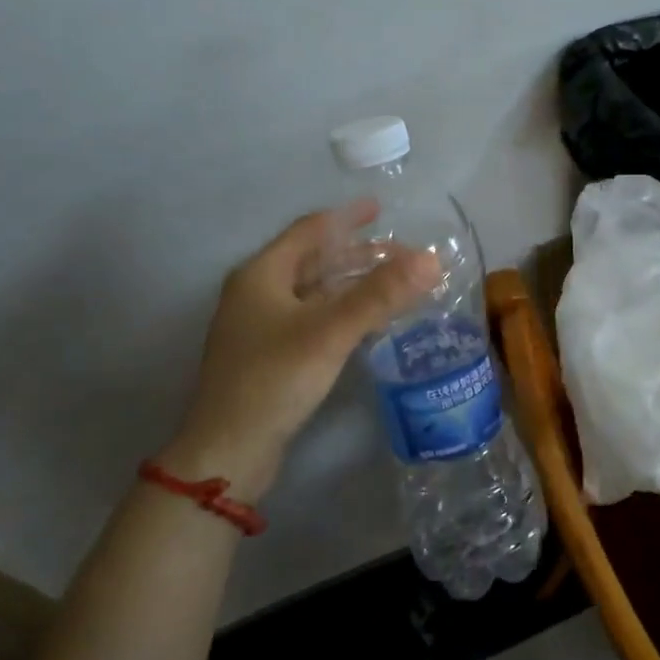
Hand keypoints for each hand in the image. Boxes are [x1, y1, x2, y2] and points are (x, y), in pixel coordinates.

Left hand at [162, 201, 439, 498]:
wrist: (228, 450)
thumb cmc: (274, 379)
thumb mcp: (330, 331)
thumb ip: (380, 294)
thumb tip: (430, 259)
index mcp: (262, 274)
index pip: (310, 230)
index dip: (346, 217)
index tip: (380, 208)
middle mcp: (257, 292)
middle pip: (313, 260)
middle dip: (357, 254)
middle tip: (401, 255)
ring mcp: (260, 326)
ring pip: (314, 291)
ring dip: (352, 284)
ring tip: (393, 283)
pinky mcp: (269, 355)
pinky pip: (312, 318)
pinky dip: (342, 311)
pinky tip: (367, 321)